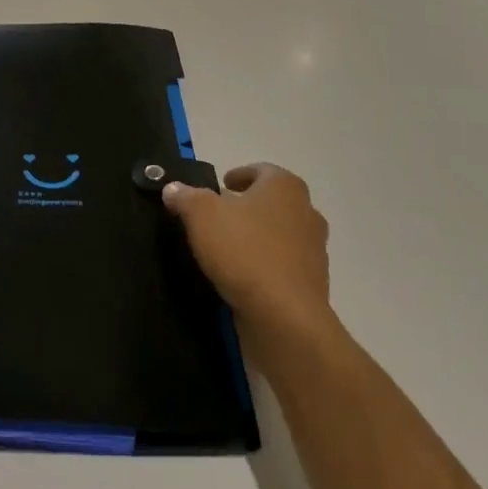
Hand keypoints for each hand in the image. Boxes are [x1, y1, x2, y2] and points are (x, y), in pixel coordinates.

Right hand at [163, 164, 331, 352]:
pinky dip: (266, 265)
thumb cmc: (244, 251)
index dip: (240, 175)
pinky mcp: (312, 283)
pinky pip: (284, 265)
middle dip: (248, 206)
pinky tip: (243, 276)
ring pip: (280, 234)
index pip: (261, 170)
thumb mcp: (201, 215)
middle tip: (220, 215)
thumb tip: (173, 188)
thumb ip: (186, 197)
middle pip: (273, 202)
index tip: (221, 186)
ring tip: (228, 248)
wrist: (284, 317)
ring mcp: (314, 250)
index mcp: (285, 187)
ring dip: (258, 237)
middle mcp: (306, 212)